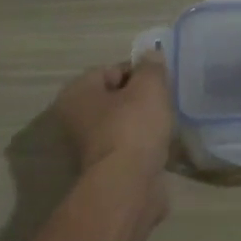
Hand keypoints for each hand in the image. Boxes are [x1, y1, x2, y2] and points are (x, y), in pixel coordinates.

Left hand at [54, 57, 172, 178]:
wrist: (128, 185)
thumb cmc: (133, 127)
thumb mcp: (149, 87)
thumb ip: (151, 67)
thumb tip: (151, 55)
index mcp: (77, 93)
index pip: (109, 70)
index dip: (137, 72)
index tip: (159, 81)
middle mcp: (75, 118)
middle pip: (114, 97)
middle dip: (140, 98)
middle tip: (164, 101)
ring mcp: (89, 146)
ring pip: (121, 123)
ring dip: (142, 123)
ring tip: (165, 124)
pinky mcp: (105, 168)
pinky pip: (128, 146)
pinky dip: (142, 145)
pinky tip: (160, 146)